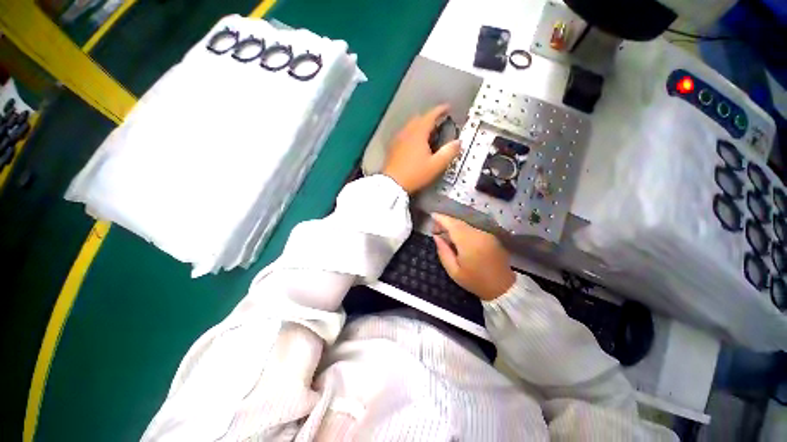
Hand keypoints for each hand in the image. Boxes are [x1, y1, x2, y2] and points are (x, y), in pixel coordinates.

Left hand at [382, 104, 460, 193]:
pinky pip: (404, 134)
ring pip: (410, 126)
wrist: (392, 184)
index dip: (440, 110)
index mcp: (418, 133)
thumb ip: (449, 153)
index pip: (430, 115)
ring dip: (420, 126)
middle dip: (429, 118)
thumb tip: (458, 142)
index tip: (448, 108)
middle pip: (419, 118)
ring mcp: (398, 139)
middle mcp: (407, 132)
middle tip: (438, 124)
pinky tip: (414, 144)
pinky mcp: (392, 147)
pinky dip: (412, 134)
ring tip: (427, 134)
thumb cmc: (415, 174)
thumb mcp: (435, 165)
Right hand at [432, 213, 515, 300]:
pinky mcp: (491, 237)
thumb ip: (443, 252)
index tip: (432, 215)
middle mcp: (478, 234)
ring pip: (466, 225)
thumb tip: (436, 237)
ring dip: (454, 226)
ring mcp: (486, 235)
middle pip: (459, 223)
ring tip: (444, 234)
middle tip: (435, 229)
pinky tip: (458, 239)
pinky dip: (463, 230)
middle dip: (446, 222)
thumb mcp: (454, 271)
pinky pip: (473, 229)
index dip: (441, 218)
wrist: (503, 288)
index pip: (452, 224)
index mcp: (468, 242)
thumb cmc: (476, 281)